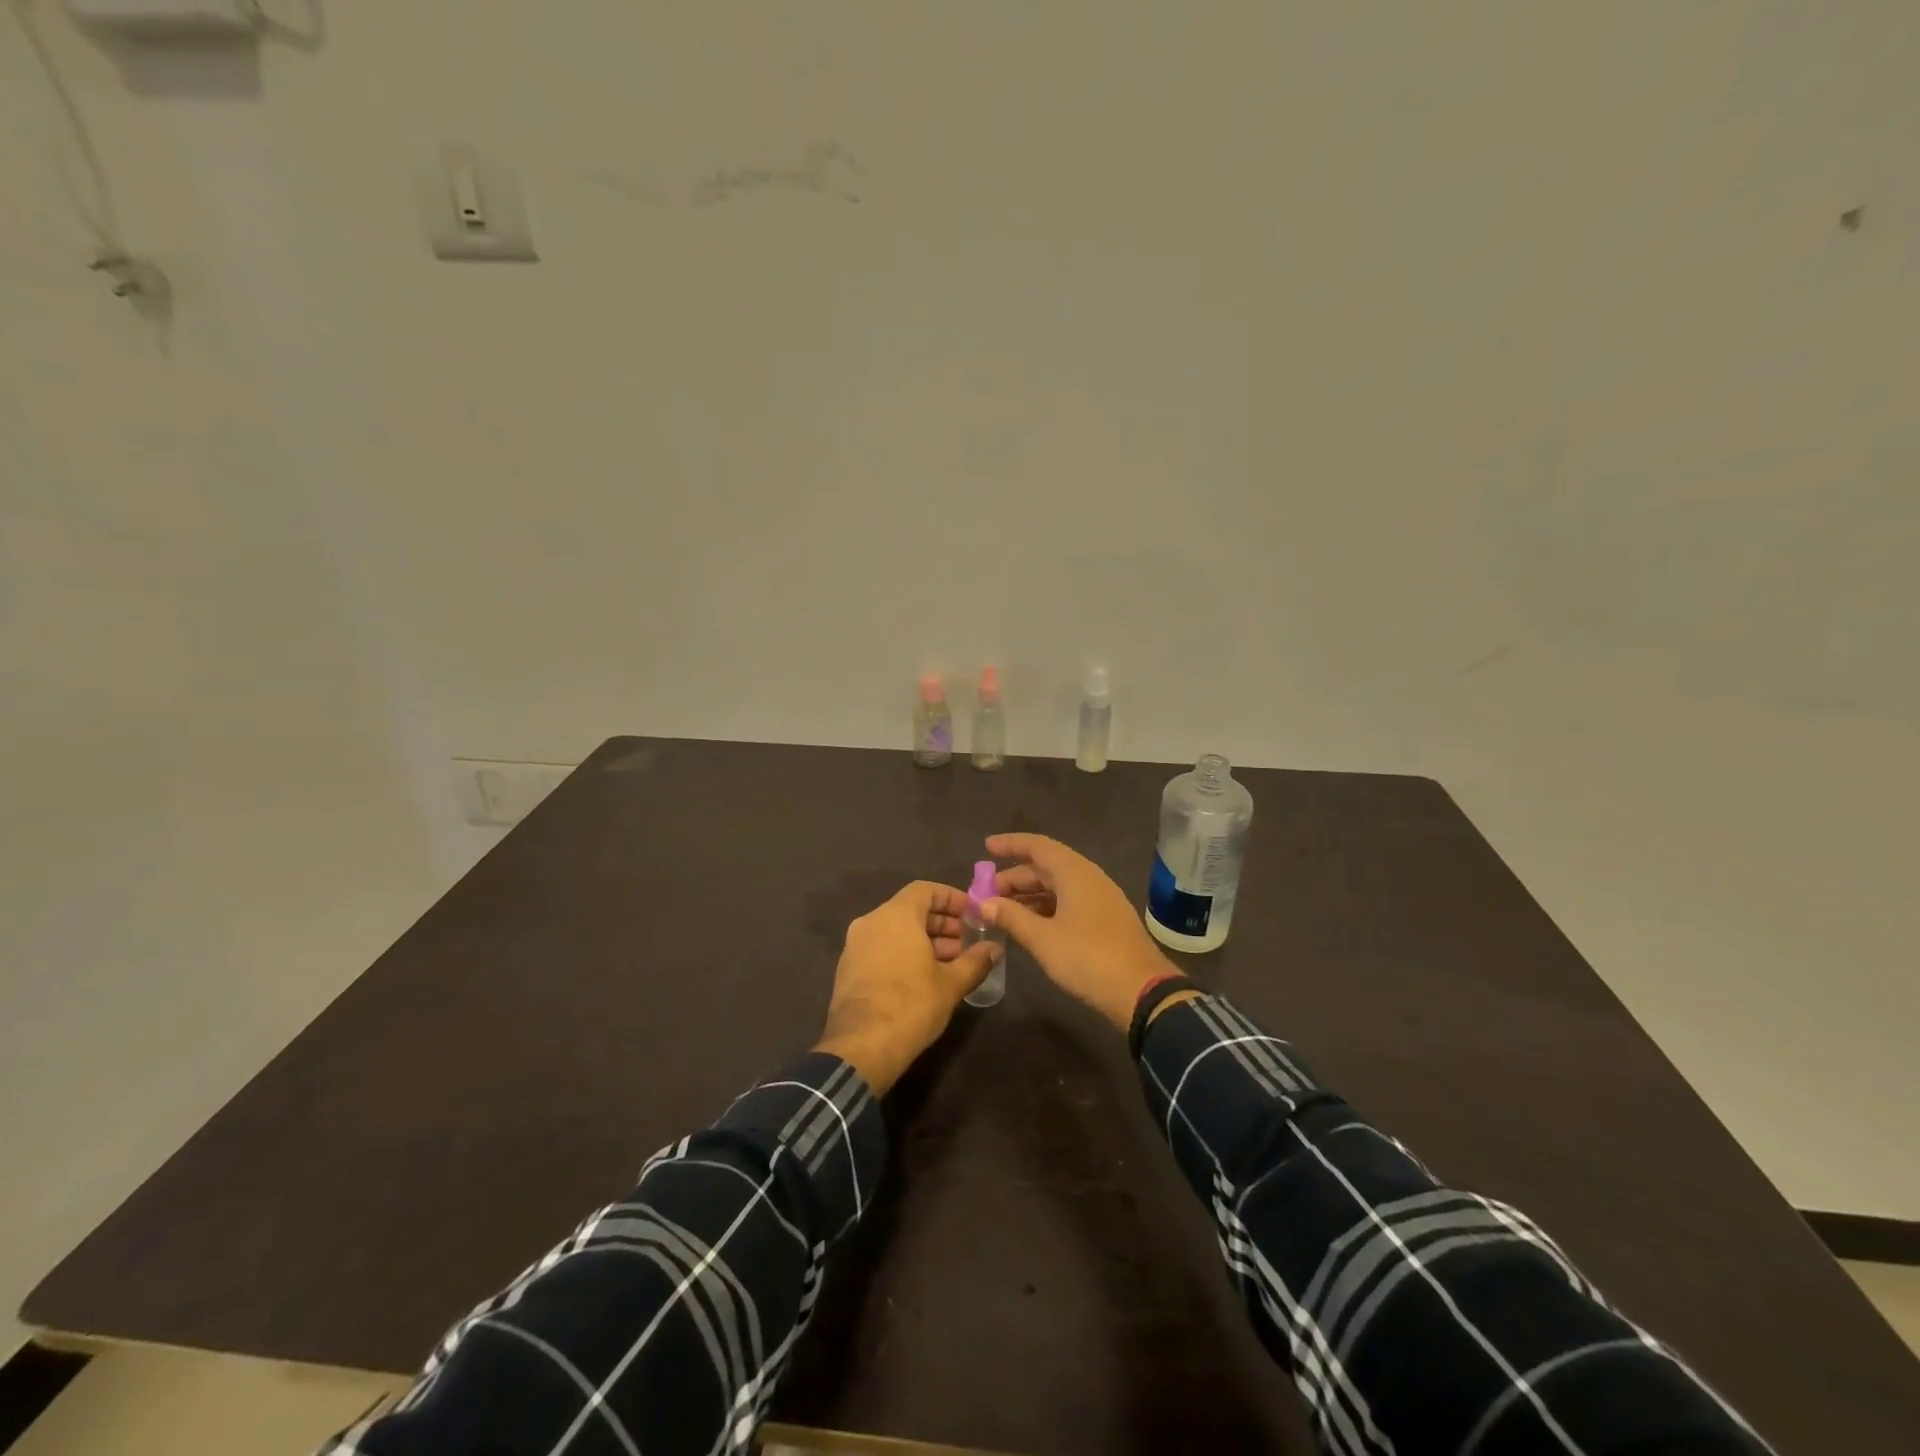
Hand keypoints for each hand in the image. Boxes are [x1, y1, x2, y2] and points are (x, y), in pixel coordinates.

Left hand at [815, 881, 1001, 1093]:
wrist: (861, 1048)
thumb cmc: (911, 1005)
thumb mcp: (951, 984)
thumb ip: (975, 961)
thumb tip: (995, 949)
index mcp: (895, 915)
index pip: (925, 889)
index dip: (952, 898)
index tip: (972, 914)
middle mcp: (871, 922)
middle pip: (910, 909)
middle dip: (941, 923)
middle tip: (967, 942)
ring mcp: (855, 945)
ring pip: (895, 930)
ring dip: (924, 940)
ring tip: (951, 963)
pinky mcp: (848, 968)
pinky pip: (881, 947)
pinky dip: (903, 953)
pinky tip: (924, 977)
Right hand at [981, 833, 1175, 1030]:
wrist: (1142, 991)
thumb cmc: (1088, 958)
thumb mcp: (1043, 939)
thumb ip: (1011, 917)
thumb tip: (982, 902)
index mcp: (1075, 873)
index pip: (1038, 847)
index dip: (1011, 844)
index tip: (987, 847)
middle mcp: (1089, 878)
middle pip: (1047, 867)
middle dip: (1015, 877)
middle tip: (986, 893)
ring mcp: (1101, 899)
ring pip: (1058, 886)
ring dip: (1030, 894)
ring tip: (1002, 910)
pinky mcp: (1106, 920)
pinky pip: (1069, 902)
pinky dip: (1046, 907)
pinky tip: (1031, 924)